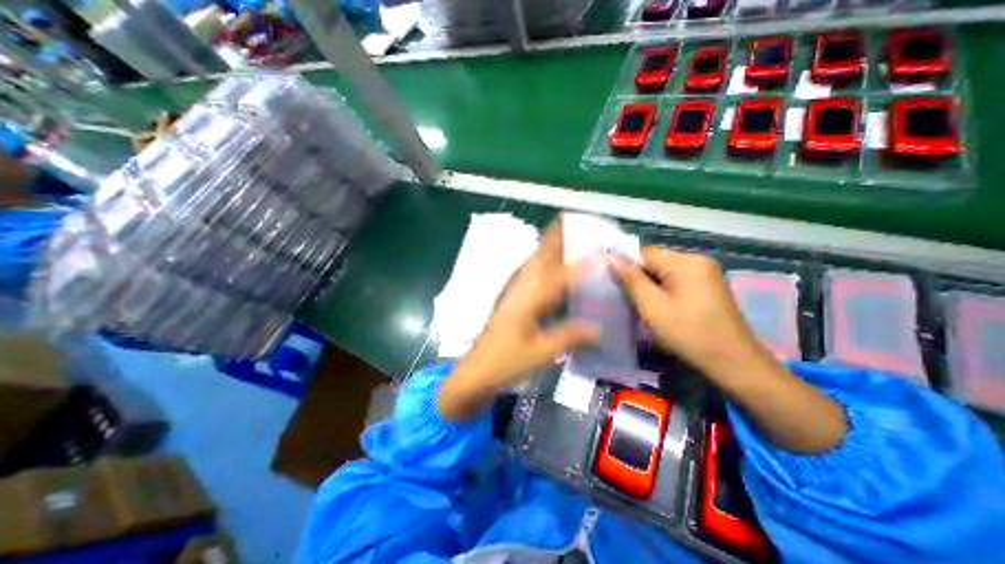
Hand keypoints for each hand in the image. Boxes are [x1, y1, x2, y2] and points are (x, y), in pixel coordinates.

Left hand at [438, 219, 593, 420]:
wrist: (476, 369)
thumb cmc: (506, 361)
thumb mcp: (541, 353)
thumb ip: (570, 336)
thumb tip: (599, 327)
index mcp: (530, 298)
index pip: (560, 272)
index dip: (581, 260)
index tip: (600, 248)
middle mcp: (521, 286)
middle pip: (540, 254)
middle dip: (556, 236)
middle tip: (577, 225)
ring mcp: (513, 290)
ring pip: (533, 260)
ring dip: (549, 246)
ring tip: (569, 238)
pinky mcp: (510, 297)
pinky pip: (529, 271)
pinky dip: (541, 262)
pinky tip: (551, 266)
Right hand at [613, 246, 844, 452]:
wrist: (734, 364)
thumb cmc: (689, 334)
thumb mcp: (652, 307)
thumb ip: (630, 280)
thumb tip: (610, 259)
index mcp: (685, 262)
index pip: (644, 253)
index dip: (624, 265)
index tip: (609, 282)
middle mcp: (698, 260)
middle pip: (655, 261)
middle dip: (637, 277)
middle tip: (622, 296)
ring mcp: (706, 273)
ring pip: (664, 272)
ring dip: (648, 285)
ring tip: (637, 303)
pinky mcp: (708, 286)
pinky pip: (676, 280)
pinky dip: (662, 290)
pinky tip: (656, 306)